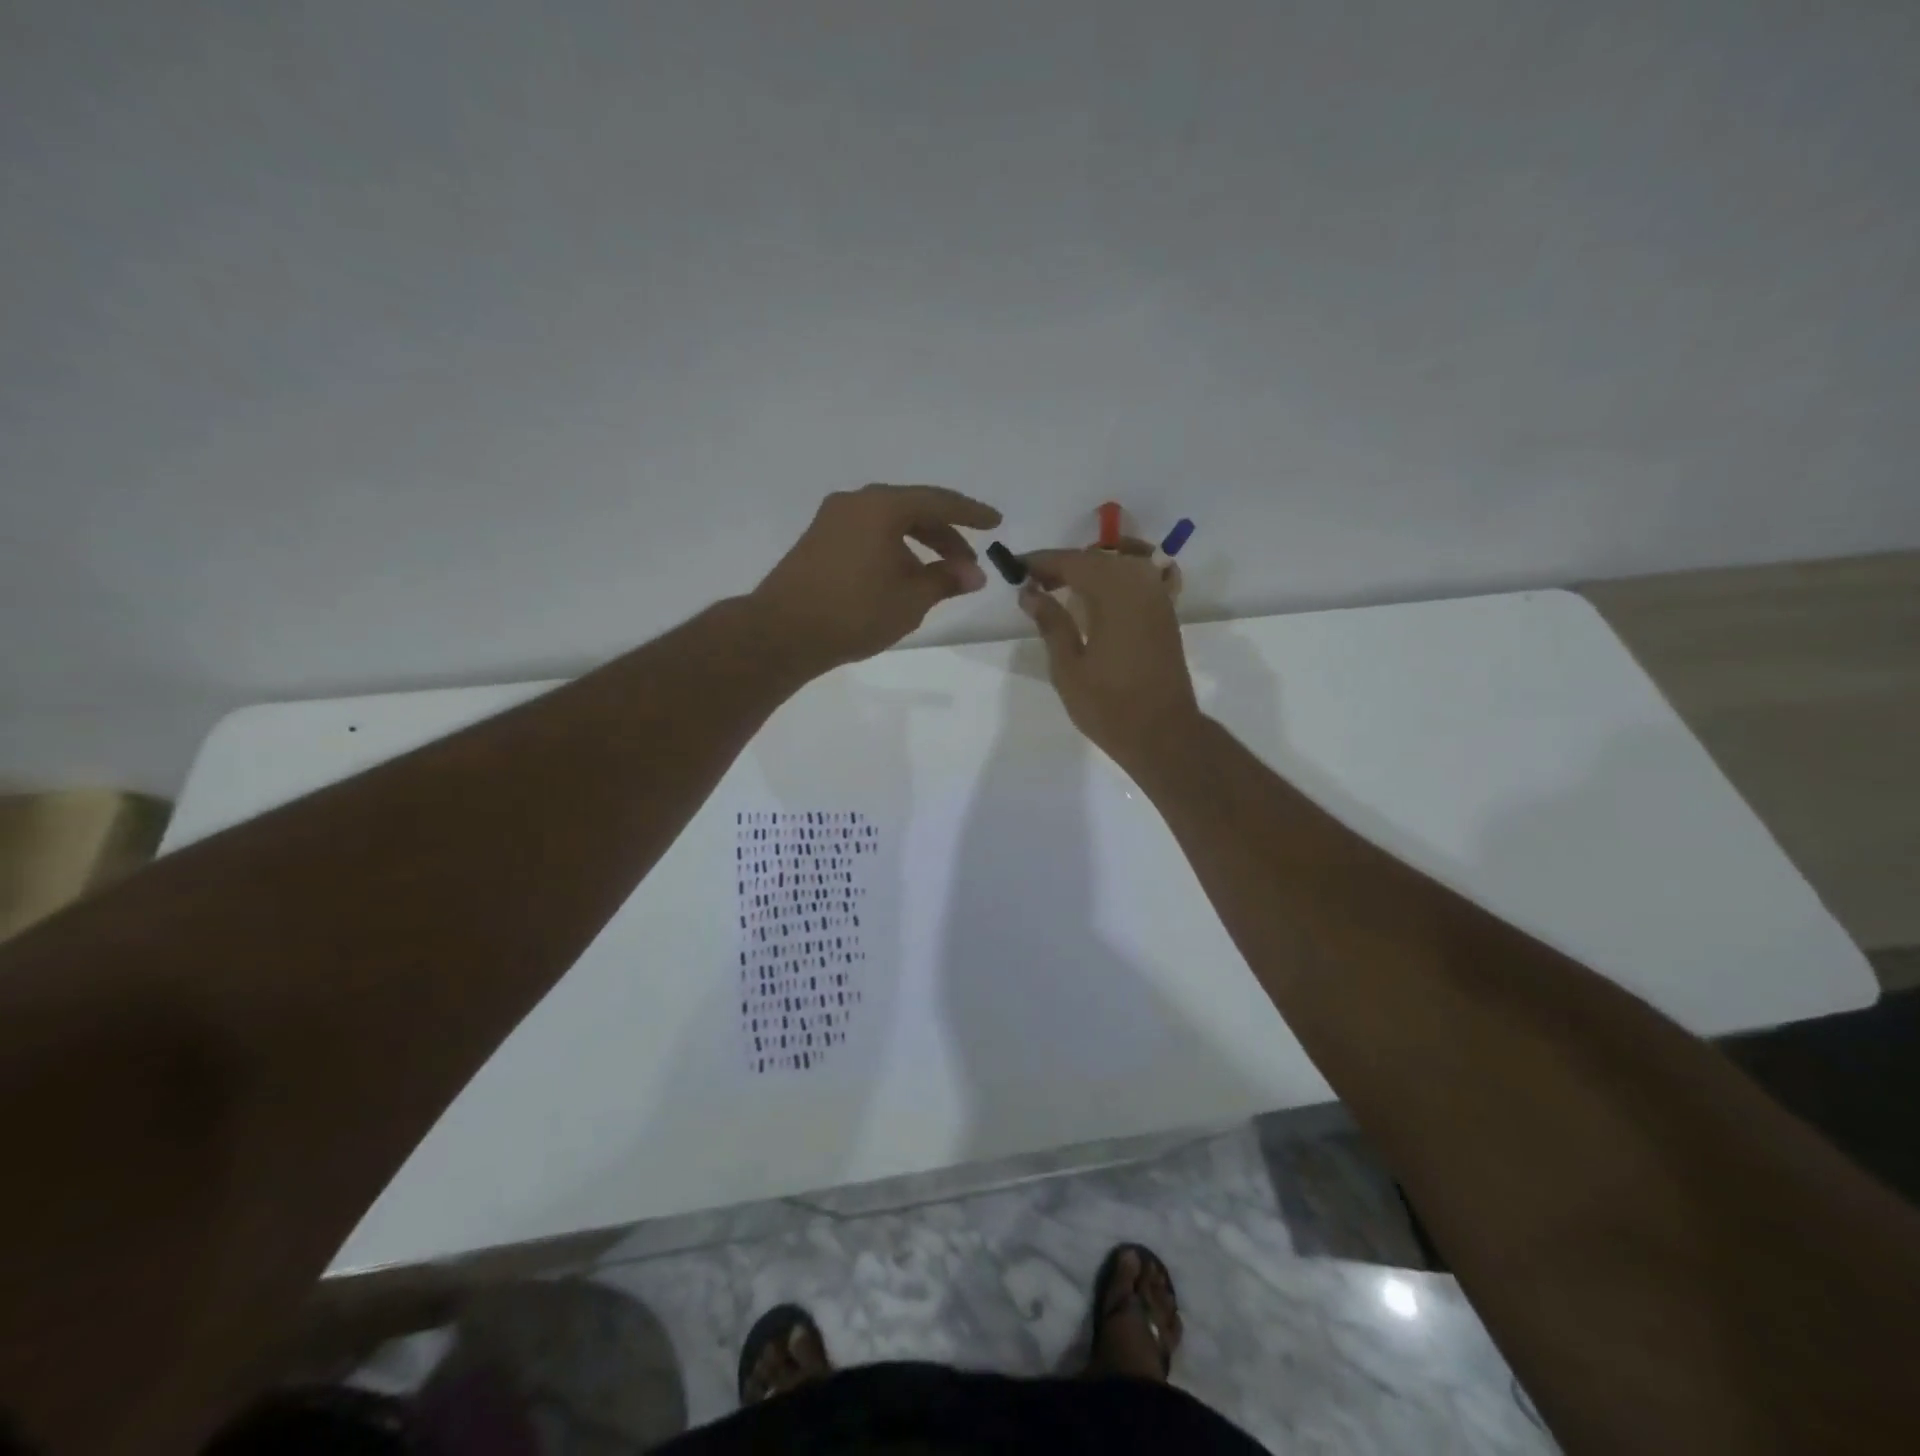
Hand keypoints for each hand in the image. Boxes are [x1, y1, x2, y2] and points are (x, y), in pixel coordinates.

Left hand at [751, 484, 1002, 670]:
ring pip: (889, 524)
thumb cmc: (854, 612)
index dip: (971, 513)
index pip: (938, 502)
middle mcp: (855, 503)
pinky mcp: (818, 541)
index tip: (996, 522)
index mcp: (881, 506)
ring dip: (919, 546)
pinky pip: (868, 535)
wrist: (782, 632)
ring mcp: (832, 520)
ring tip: (938, 578)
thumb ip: (946, 580)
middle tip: (967, 566)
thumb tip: (974, 574)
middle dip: (945, 537)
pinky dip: (893, 550)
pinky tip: (902, 578)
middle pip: (913, 510)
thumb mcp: (910, 599)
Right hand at [1019, 542, 1201, 770]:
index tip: (1015, 568)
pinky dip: (1113, 579)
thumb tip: (1030, 592)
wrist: (1163, 734)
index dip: (1042, 562)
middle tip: (1033, 583)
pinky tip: (1094, 599)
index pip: (1073, 562)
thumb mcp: (1068, 667)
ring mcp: (1158, 598)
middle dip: (1064, 565)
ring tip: (1060, 589)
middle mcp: (1141, 585)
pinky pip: (1138, 580)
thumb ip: (1050, 623)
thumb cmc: (1109, 706)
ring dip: (1089, 569)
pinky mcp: (1166, 614)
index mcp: (1115, 593)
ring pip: (1120, 564)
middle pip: (1098, 558)